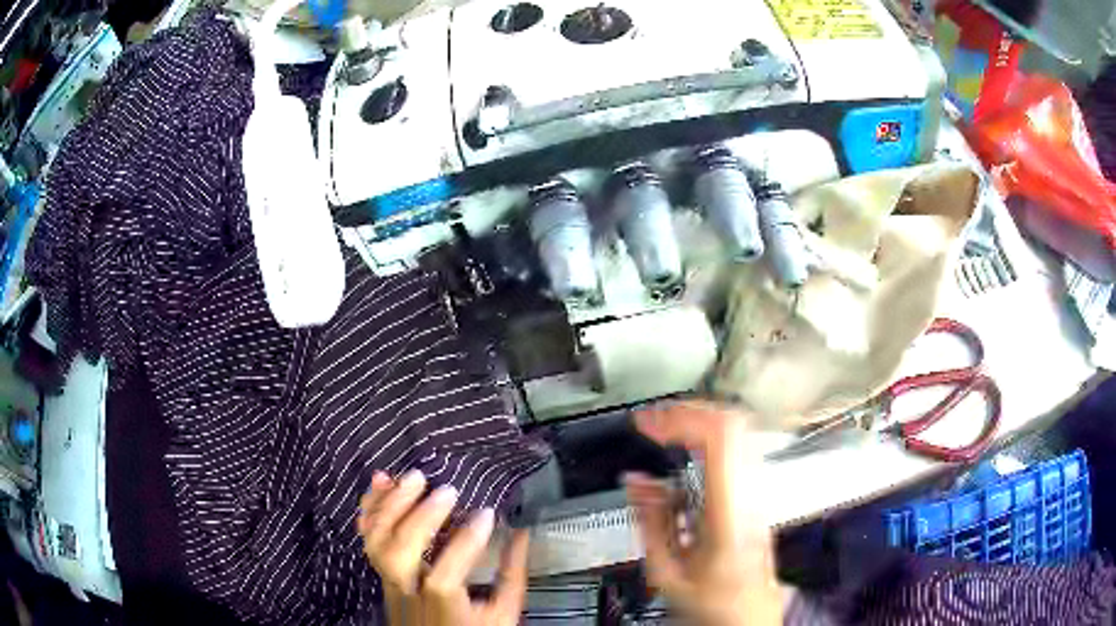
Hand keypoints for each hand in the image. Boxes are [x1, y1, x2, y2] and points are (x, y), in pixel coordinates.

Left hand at [357, 470, 528, 625]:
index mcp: (443, 607)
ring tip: (413, 478)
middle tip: (446, 490)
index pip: (446, 577)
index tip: (487, 513)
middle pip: (399, 555)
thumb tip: (520, 532)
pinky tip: (381, 483)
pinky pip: (367, 538)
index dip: (466, 542)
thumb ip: (511, 574)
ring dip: (392, 505)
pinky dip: (371, 508)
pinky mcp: (381, 570)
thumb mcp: (502, 612)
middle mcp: (408, 593)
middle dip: (420, 518)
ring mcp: (389, 581)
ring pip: (378, 542)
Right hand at [625, 402, 781, 625]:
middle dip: (686, 413)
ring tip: (665, 431)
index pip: (720, 438)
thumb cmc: (715, 601)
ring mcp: (758, 492)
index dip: (682, 418)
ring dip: (697, 423)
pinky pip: (736, 450)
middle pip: (731, 424)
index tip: (649, 422)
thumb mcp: (668, 573)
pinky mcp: (756, 494)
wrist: (752, 613)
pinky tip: (685, 452)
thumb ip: (650, 523)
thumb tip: (634, 482)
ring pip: (737, 432)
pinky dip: (707, 439)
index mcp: (728, 513)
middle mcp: (750, 494)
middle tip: (653, 422)